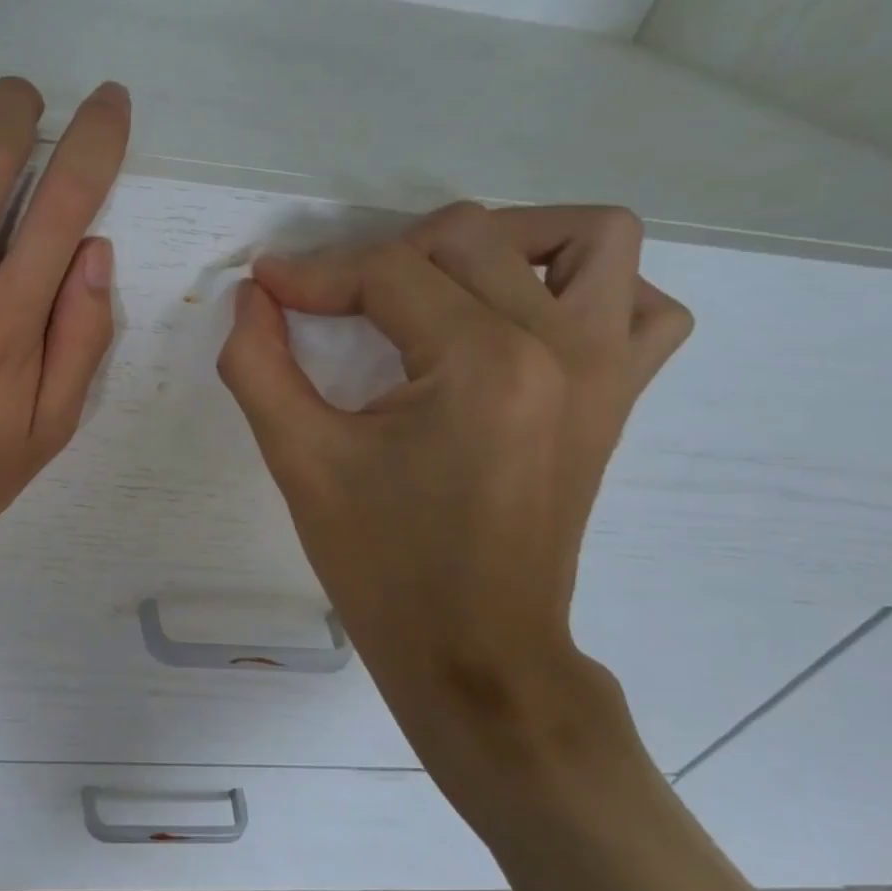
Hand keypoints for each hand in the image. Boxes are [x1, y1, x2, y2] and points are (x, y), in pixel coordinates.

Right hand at [216, 203, 692, 793]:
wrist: (474, 652)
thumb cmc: (382, 564)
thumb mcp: (300, 461)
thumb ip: (258, 365)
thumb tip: (252, 295)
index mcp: (482, 364)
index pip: (388, 271)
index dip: (313, 272)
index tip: (265, 287)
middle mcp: (561, 347)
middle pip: (469, 237)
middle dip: (382, 258)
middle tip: (332, 305)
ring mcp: (607, 369)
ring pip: (588, 239)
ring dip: (504, 242)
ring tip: (439, 287)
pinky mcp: (618, 397)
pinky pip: (639, 302)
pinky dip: (583, 287)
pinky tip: (519, 320)